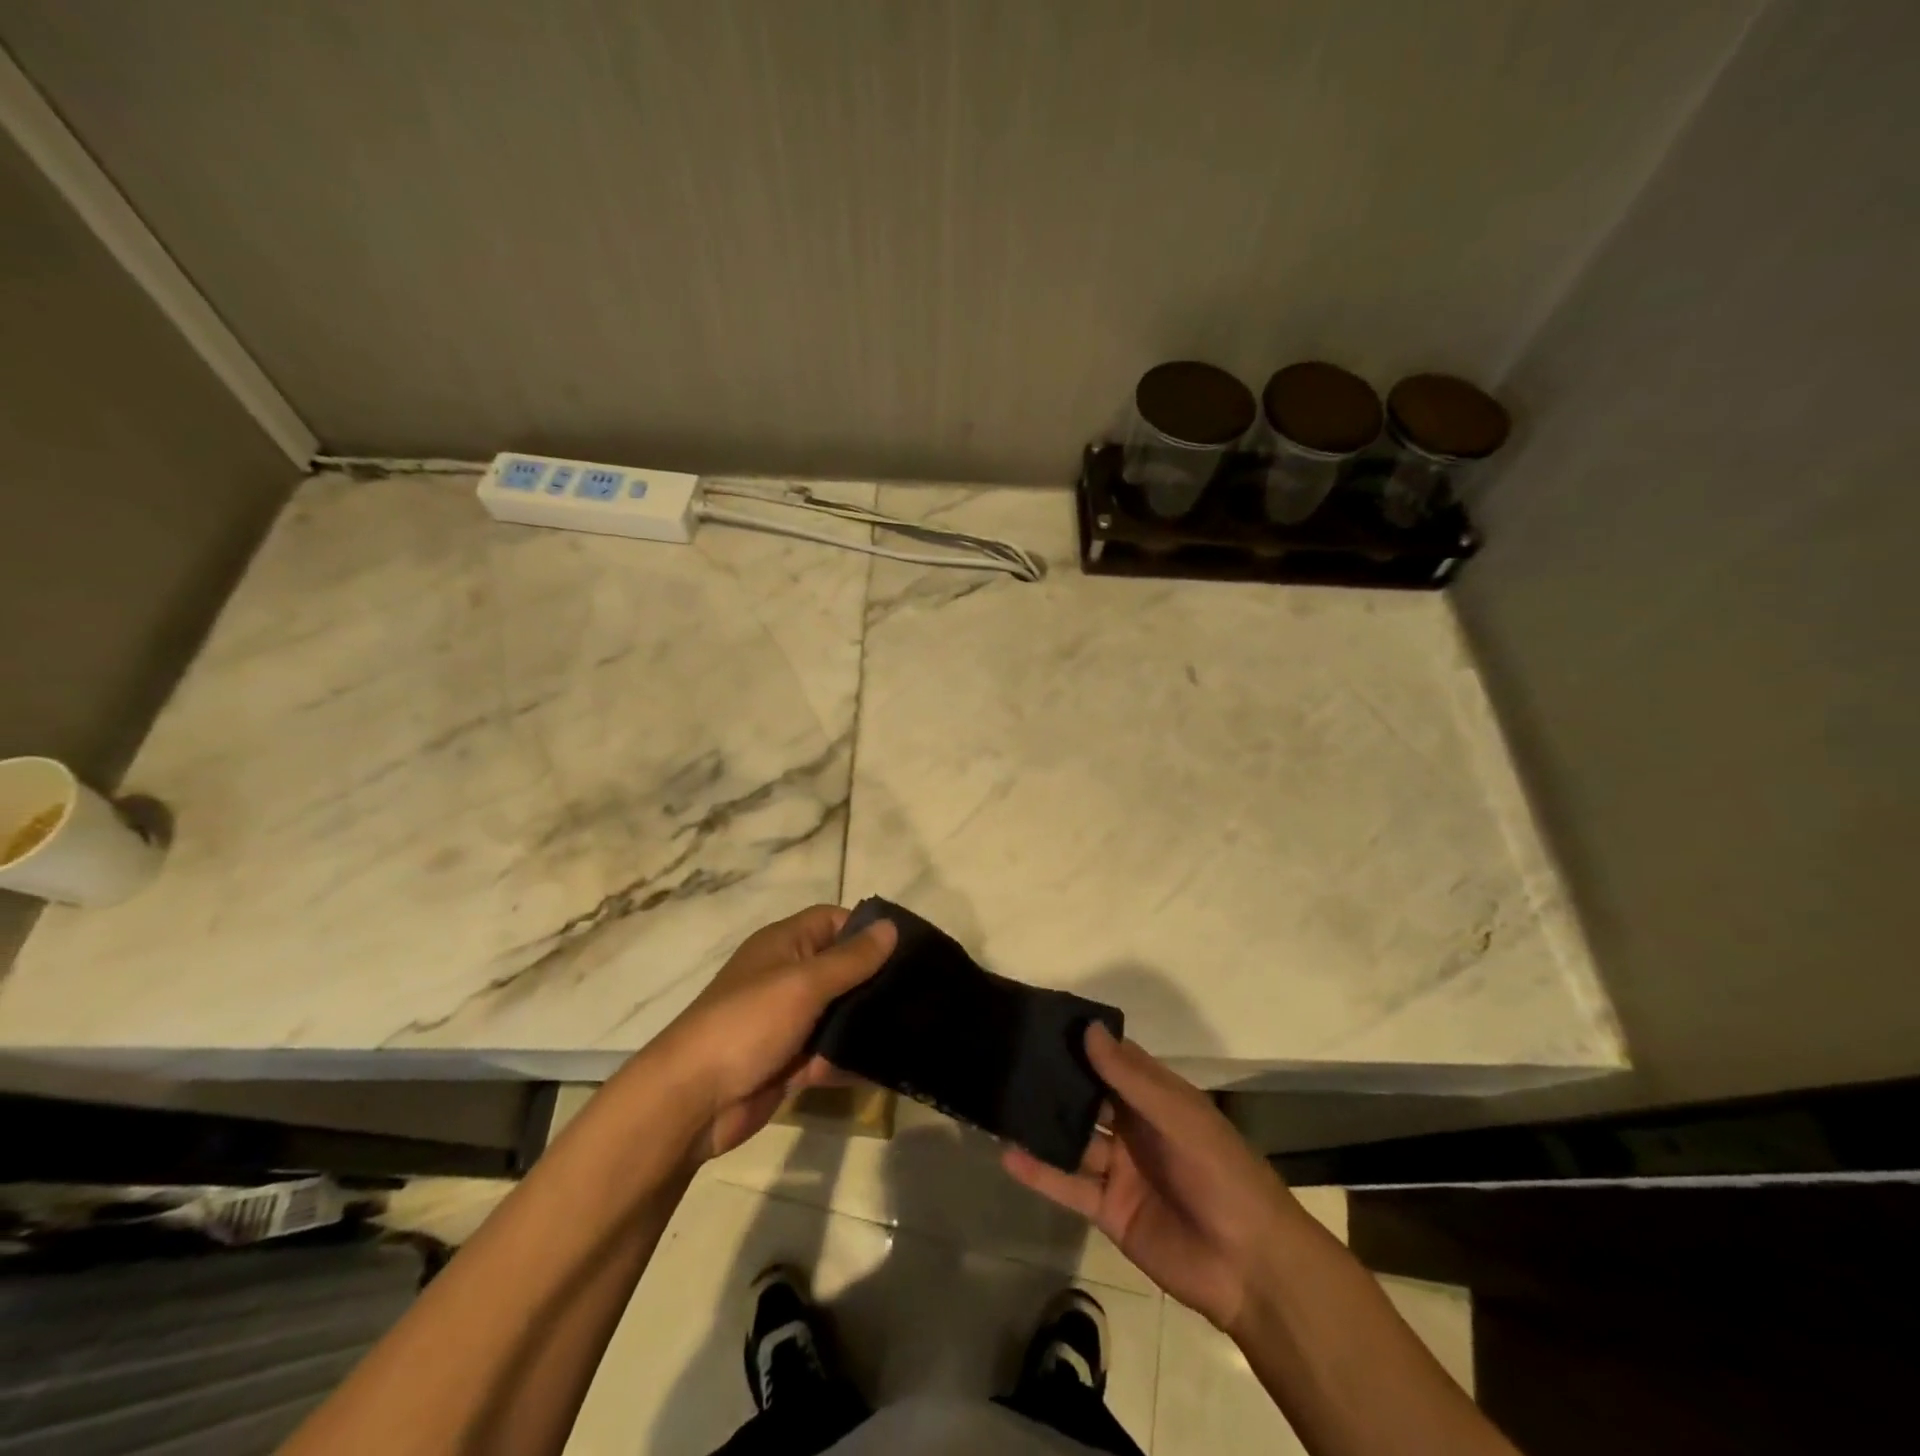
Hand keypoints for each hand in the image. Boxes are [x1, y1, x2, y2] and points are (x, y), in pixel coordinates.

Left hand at [652, 905, 894, 1161]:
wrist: (691, 1101)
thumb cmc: (747, 1024)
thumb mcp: (804, 983)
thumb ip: (850, 959)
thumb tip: (890, 926)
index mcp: (784, 945)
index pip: (833, 921)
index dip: (866, 930)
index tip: (908, 948)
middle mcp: (787, 976)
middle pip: (841, 968)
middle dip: (875, 979)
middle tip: (923, 991)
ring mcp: (788, 1021)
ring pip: (838, 1013)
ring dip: (866, 1021)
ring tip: (916, 1026)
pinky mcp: (789, 1061)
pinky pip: (829, 1052)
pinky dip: (851, 1059)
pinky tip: (889, 1066)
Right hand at [1002, 1023, 1295, 1331]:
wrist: (1248, 1266)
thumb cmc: (1220, 1173)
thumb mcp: (1178, 1116)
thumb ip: (1130, 1078)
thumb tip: (1089, 1028)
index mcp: (1158, 1099)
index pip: (1114, 1060)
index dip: (1084, 1042)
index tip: (1041, 1020)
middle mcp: (1135, 1128)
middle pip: (1088, 1097)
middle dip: (1055, 1080)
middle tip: (1007, 1056)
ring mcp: (1119, 1169)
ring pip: (1072, 1138)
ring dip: (1041, 1123)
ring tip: (998, 1100)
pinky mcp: (1107, 1209)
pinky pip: (1068, 1184)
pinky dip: (1039, 1171)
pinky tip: (1006, 1153)